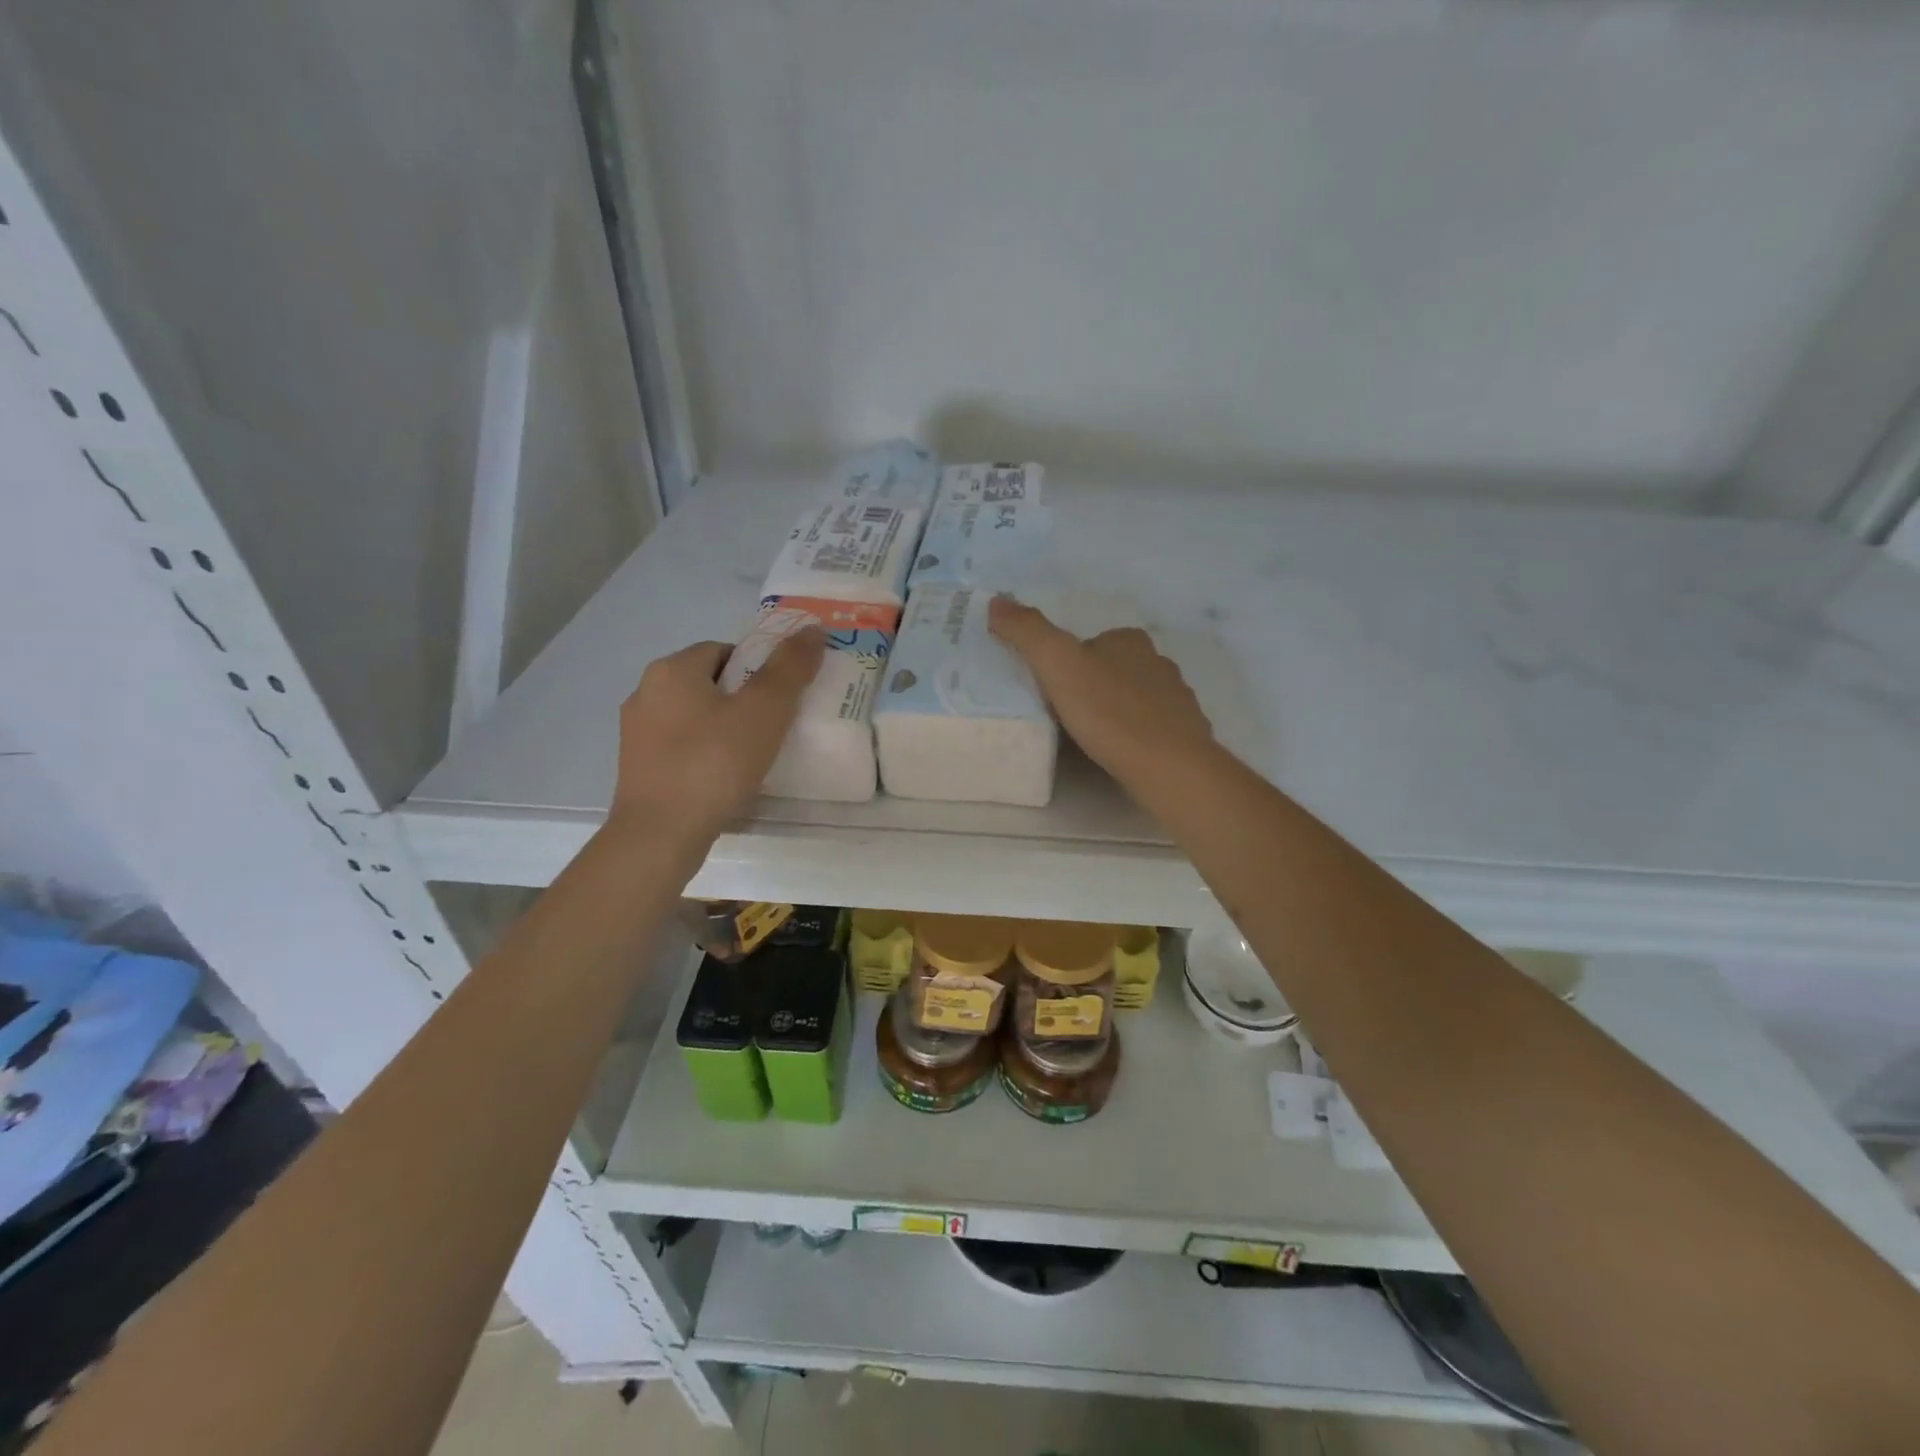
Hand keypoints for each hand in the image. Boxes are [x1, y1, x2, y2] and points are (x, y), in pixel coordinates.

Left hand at [609, 629, 824, 843]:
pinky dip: (705, 754)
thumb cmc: (714, 764)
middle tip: (776, 726)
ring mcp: (636, 733)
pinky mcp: (637, 768)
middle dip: (742, 699)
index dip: (758, 669)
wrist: (659, 836)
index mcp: (671, 670)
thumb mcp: (763, 712)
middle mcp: (645, 693)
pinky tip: (726, 778)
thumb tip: (813, 629)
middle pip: (708, 683)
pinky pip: (681, 747)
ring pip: (693, 717)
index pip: (724, 651)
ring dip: (723, 727)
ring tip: (755, 755)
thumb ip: (790, 668)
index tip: (782, 699)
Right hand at [989, 597, 1218, 794]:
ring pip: (1132, 698)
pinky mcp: (1184, 734)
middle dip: (1089, 687)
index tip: (1048, 690)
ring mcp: (1176, 699)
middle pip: (1111, 669)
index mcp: (1129, 640)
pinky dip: (1133, 736)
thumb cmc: (1110, 712)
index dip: (1065, 663)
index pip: (1089, 642)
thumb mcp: (1057, 664)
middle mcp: (1157, 662)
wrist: (1169, 767)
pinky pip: (1149, 728)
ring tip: (1088, 738)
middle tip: (1062, 716)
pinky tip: (1119, 754)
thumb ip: (1027, 631)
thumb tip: (997, 600)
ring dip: (1111, 712)